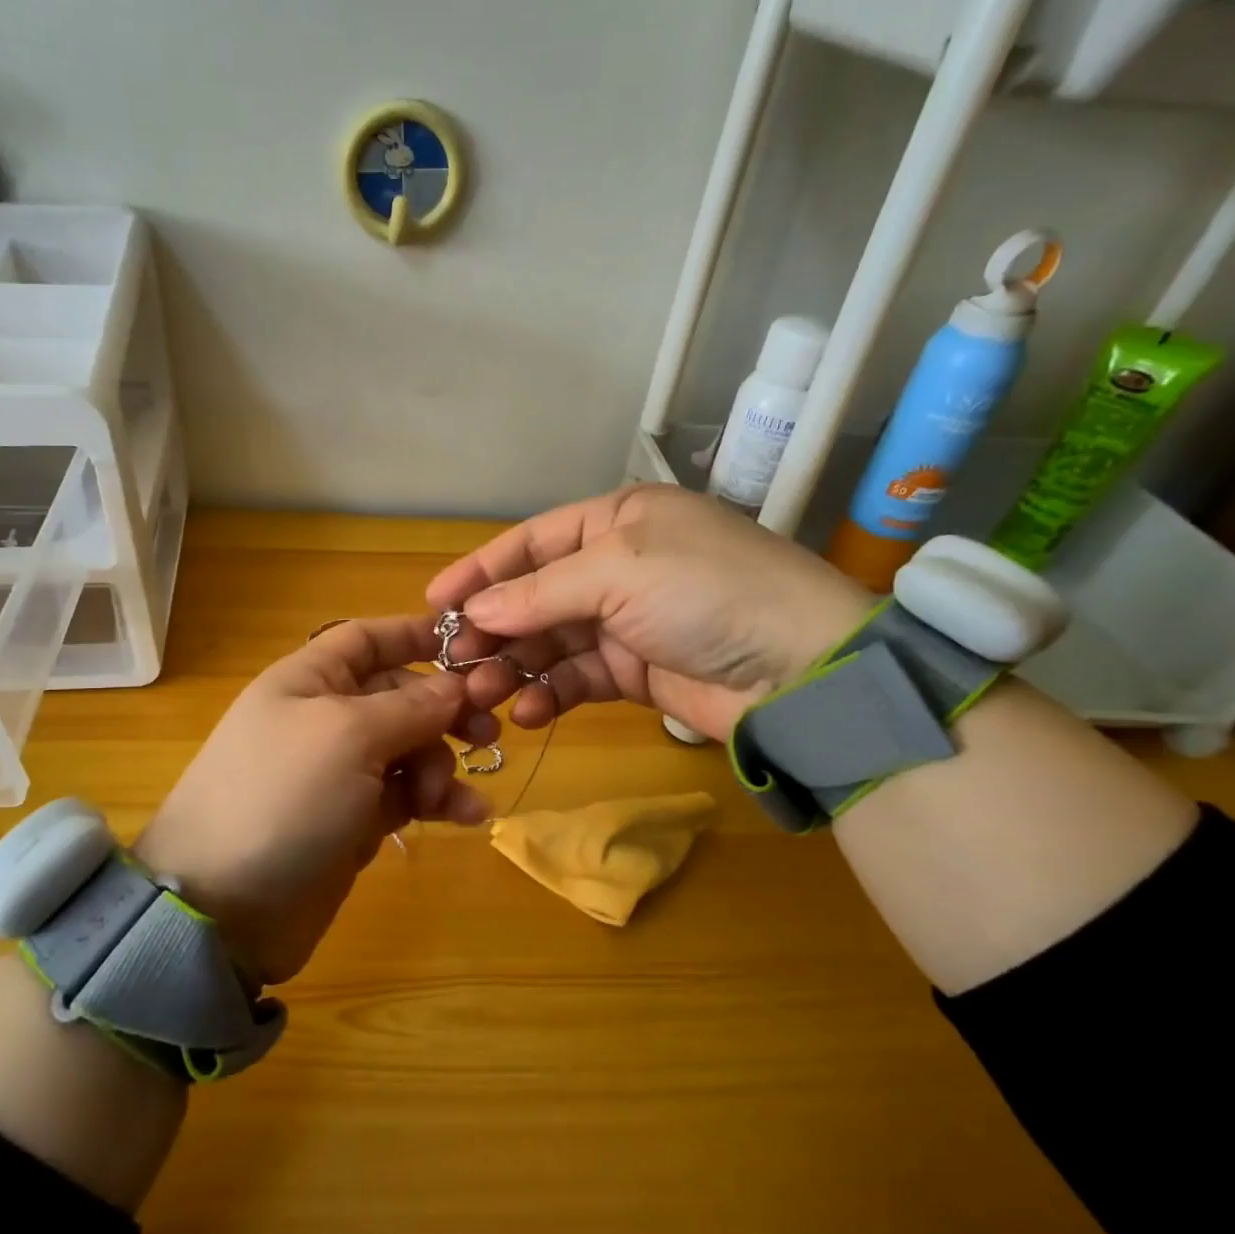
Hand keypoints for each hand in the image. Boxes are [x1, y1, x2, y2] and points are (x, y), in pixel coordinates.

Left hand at [134, 615, 496, 984]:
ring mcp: (340, 773)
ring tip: (449, 797)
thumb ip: (409, 707)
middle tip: (487, 734)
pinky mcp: (354, 821)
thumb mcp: (348, 736)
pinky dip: (439, 802)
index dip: (415, 636)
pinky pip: (408, 797)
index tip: (472, 647)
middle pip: (400, 696)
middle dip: (443, 711)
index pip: (368, 640)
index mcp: (310, 681)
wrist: (224, 906)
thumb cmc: (283, 796)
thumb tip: (456, 686)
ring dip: (442, 765)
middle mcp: (325, 719)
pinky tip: (469, 816)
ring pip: (410, 749)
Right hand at [425, 485, 874, 742]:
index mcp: (617, 521)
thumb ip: (540, 592)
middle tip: (452, 661)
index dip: (481, 569)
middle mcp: (618, 566)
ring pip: (550, 642)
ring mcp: (627, 622)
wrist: (800, 670)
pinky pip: (577, 679)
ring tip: (482, 695)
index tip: (434, 602)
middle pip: (535, 596)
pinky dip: (549, 694)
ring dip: (514, 667)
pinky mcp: (636, 671)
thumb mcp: (618, 572)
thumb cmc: (705, 592)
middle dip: (494, 628)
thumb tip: (475, 610)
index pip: (532, 541)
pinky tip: (527, 712)